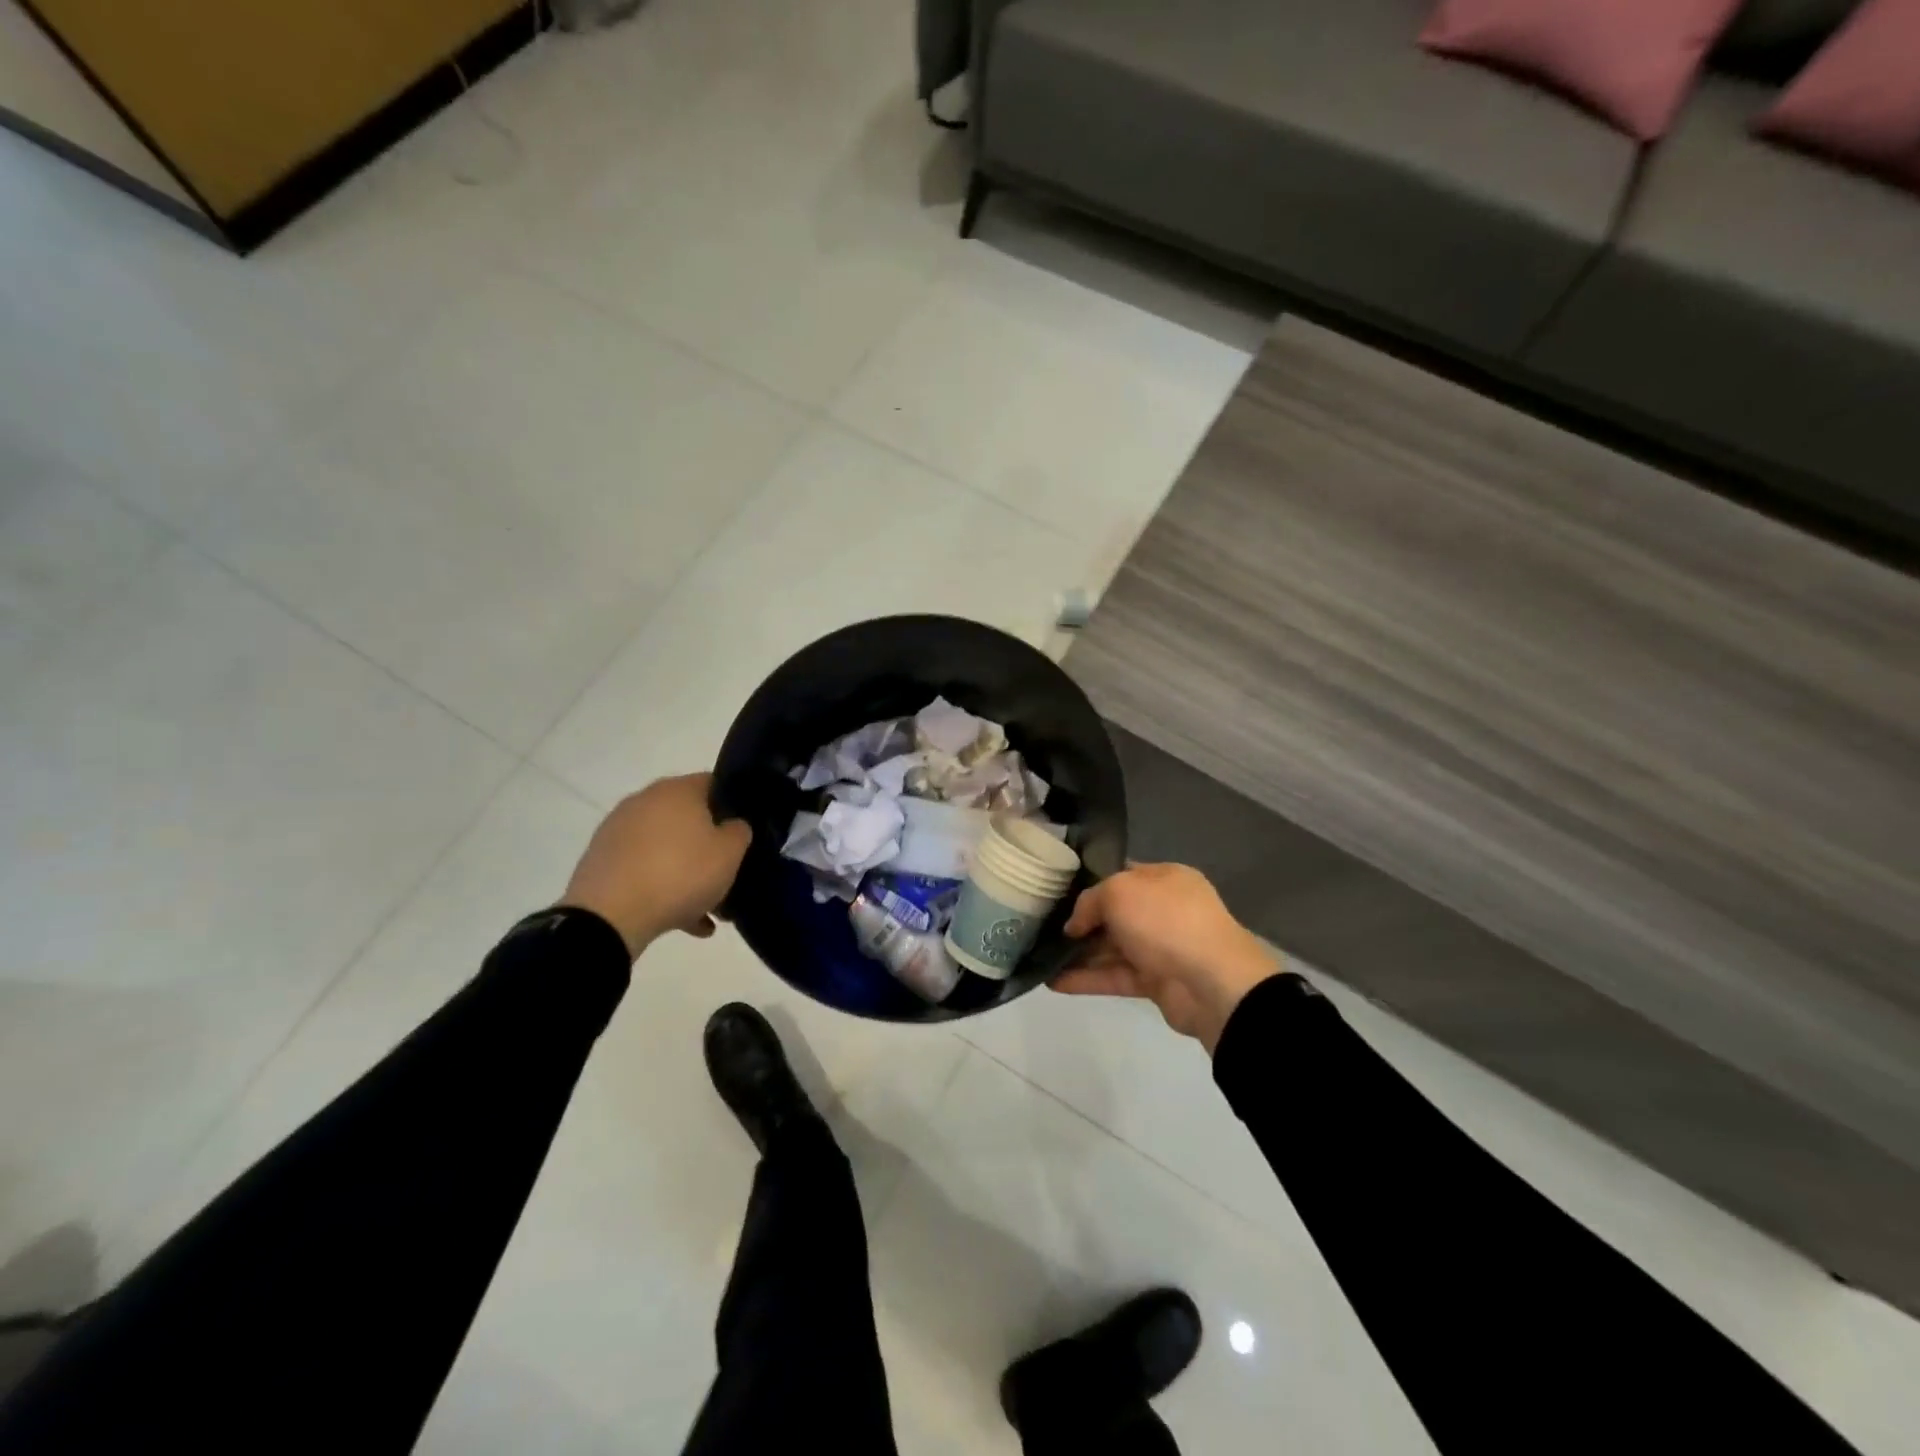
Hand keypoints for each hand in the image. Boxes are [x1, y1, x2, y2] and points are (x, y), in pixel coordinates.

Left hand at [560, 773, 751, 957]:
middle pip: (688, 819)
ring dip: (686, 872)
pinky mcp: (601, 860)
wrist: (609, 916)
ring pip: (666, 848)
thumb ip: (739, 832)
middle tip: (727, 873)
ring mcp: (618, 830)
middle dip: (708, 846)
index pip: (714, 783)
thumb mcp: (730, 853)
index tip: (744, 833)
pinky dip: (662, 888)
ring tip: (706, 908)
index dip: (734, 805)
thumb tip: (733, 825)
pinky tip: (682, 920)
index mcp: (677, 790)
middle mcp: (645, 800)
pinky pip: (644, 869)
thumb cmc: (680, 873)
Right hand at [1054, 864, 1282, 1052]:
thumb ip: (1090, 901)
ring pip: (1112, 947)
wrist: (1213, 983)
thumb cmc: (1166, 921)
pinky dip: (1086, 979)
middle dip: (1081, 921)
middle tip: (1042, 925)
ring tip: (1040, 956)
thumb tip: (1075, 925)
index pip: (1121, 875)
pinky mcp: (1156, 982)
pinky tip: (1053, 981)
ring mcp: (1161, 947)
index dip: (1090, 882)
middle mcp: (1165, 910)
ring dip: (1079, 953)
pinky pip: (1115, 977)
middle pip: (1115, 913)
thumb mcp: (1119, 892)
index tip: (1057, 892)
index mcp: (1165, 878)